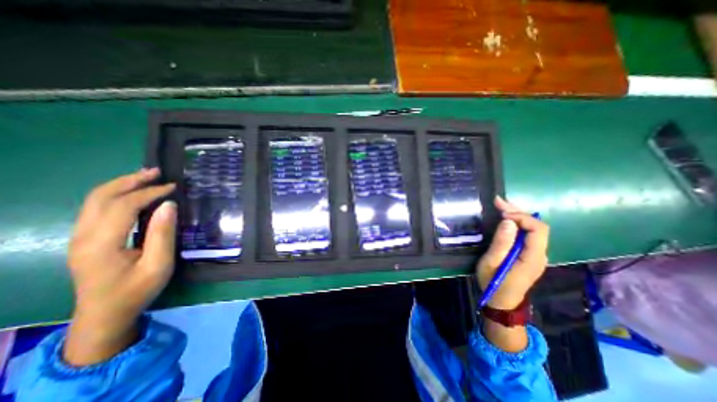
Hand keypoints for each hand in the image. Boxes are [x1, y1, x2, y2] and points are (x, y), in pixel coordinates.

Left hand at [63, 167, 175, 365]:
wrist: (104, 315)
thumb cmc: (136, 291)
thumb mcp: (158, 264)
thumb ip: (162, 234)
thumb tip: (169, 205)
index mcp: (101, 244)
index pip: (123, 206)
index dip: (149, 192)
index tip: (173, 187)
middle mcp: (83, 236)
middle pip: (100, 197)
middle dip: (129, 180)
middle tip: (156, 172)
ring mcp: (79, 237)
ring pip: (94, 200)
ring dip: (121, 185)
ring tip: (146, 177)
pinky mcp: (84, 239)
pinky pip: (96, 208)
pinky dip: (115, 195)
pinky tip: (133, 194)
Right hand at [475, 196, 550, 308]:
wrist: (501, 302)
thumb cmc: (493, 282)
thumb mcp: (491, 263)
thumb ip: (501, 244)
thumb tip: (509, 222)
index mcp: (532, 257)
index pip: (538, 230)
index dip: (522, 217)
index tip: (501, 213)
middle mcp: (539, 254)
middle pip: (537, 227)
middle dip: (518, 212)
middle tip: (497, 202)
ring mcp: (536, 255)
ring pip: (533, 229)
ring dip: (517, 216)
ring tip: (500, 206)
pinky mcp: (529, 255)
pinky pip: (527, 234)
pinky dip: (516, 224)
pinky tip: (505, 219)